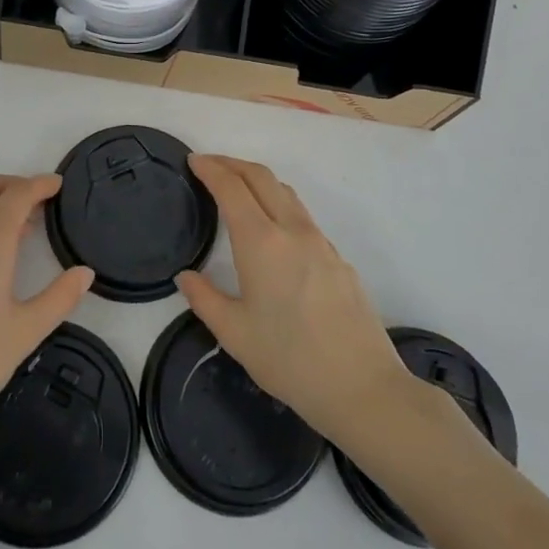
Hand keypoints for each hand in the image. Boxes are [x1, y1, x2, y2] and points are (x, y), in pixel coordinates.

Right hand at [177, 155, 408, 443]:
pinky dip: (279, 204)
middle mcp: (292, 230)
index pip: (232, 188)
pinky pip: (303, 216)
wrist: (362, 387)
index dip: (211, 169)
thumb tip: (185, 277)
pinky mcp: (338, 258)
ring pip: (286, 193)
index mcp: (262, 242)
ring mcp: (321, 242)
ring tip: (238, 189)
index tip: (194, 161)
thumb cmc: (290, 360)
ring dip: (258, 180)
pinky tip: (272, 231)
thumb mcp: (234, 334)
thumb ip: (204, 299)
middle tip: (210, 165)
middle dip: (233, 164)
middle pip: (261, 177)